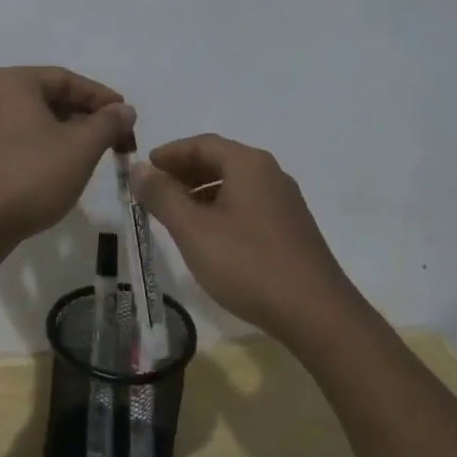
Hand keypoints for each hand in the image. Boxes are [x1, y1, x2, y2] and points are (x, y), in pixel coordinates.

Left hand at [0, 66, 135, 259]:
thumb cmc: (30, 176)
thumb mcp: (81, 148)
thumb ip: (107, 123)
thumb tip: (124, 110)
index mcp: (12, 82)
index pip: (67, 80)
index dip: (102, 99)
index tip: (127, 119)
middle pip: (46, 100)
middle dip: (82, 120)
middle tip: (112, 142)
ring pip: (24, 124)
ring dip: (55, 136)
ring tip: (82, 156)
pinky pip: (0, 149)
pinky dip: (20, 154)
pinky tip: (26, 166)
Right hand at [133, 134, 356, 344]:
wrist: (316, 313)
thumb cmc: (248, 263)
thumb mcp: (194, 229)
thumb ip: (163, 196)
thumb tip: (140, 169)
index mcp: (248, 164)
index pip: (201, 143)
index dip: (169, 153)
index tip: (144, 167)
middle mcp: (270, 173)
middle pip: (220, 160)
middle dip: (184, 172)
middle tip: (154, 191)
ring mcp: (285, 201)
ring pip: (234, 184)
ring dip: (201, 192)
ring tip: (175, 214)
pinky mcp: (292, 228)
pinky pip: (248, 204)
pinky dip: (221, 208)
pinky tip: (209, 236)